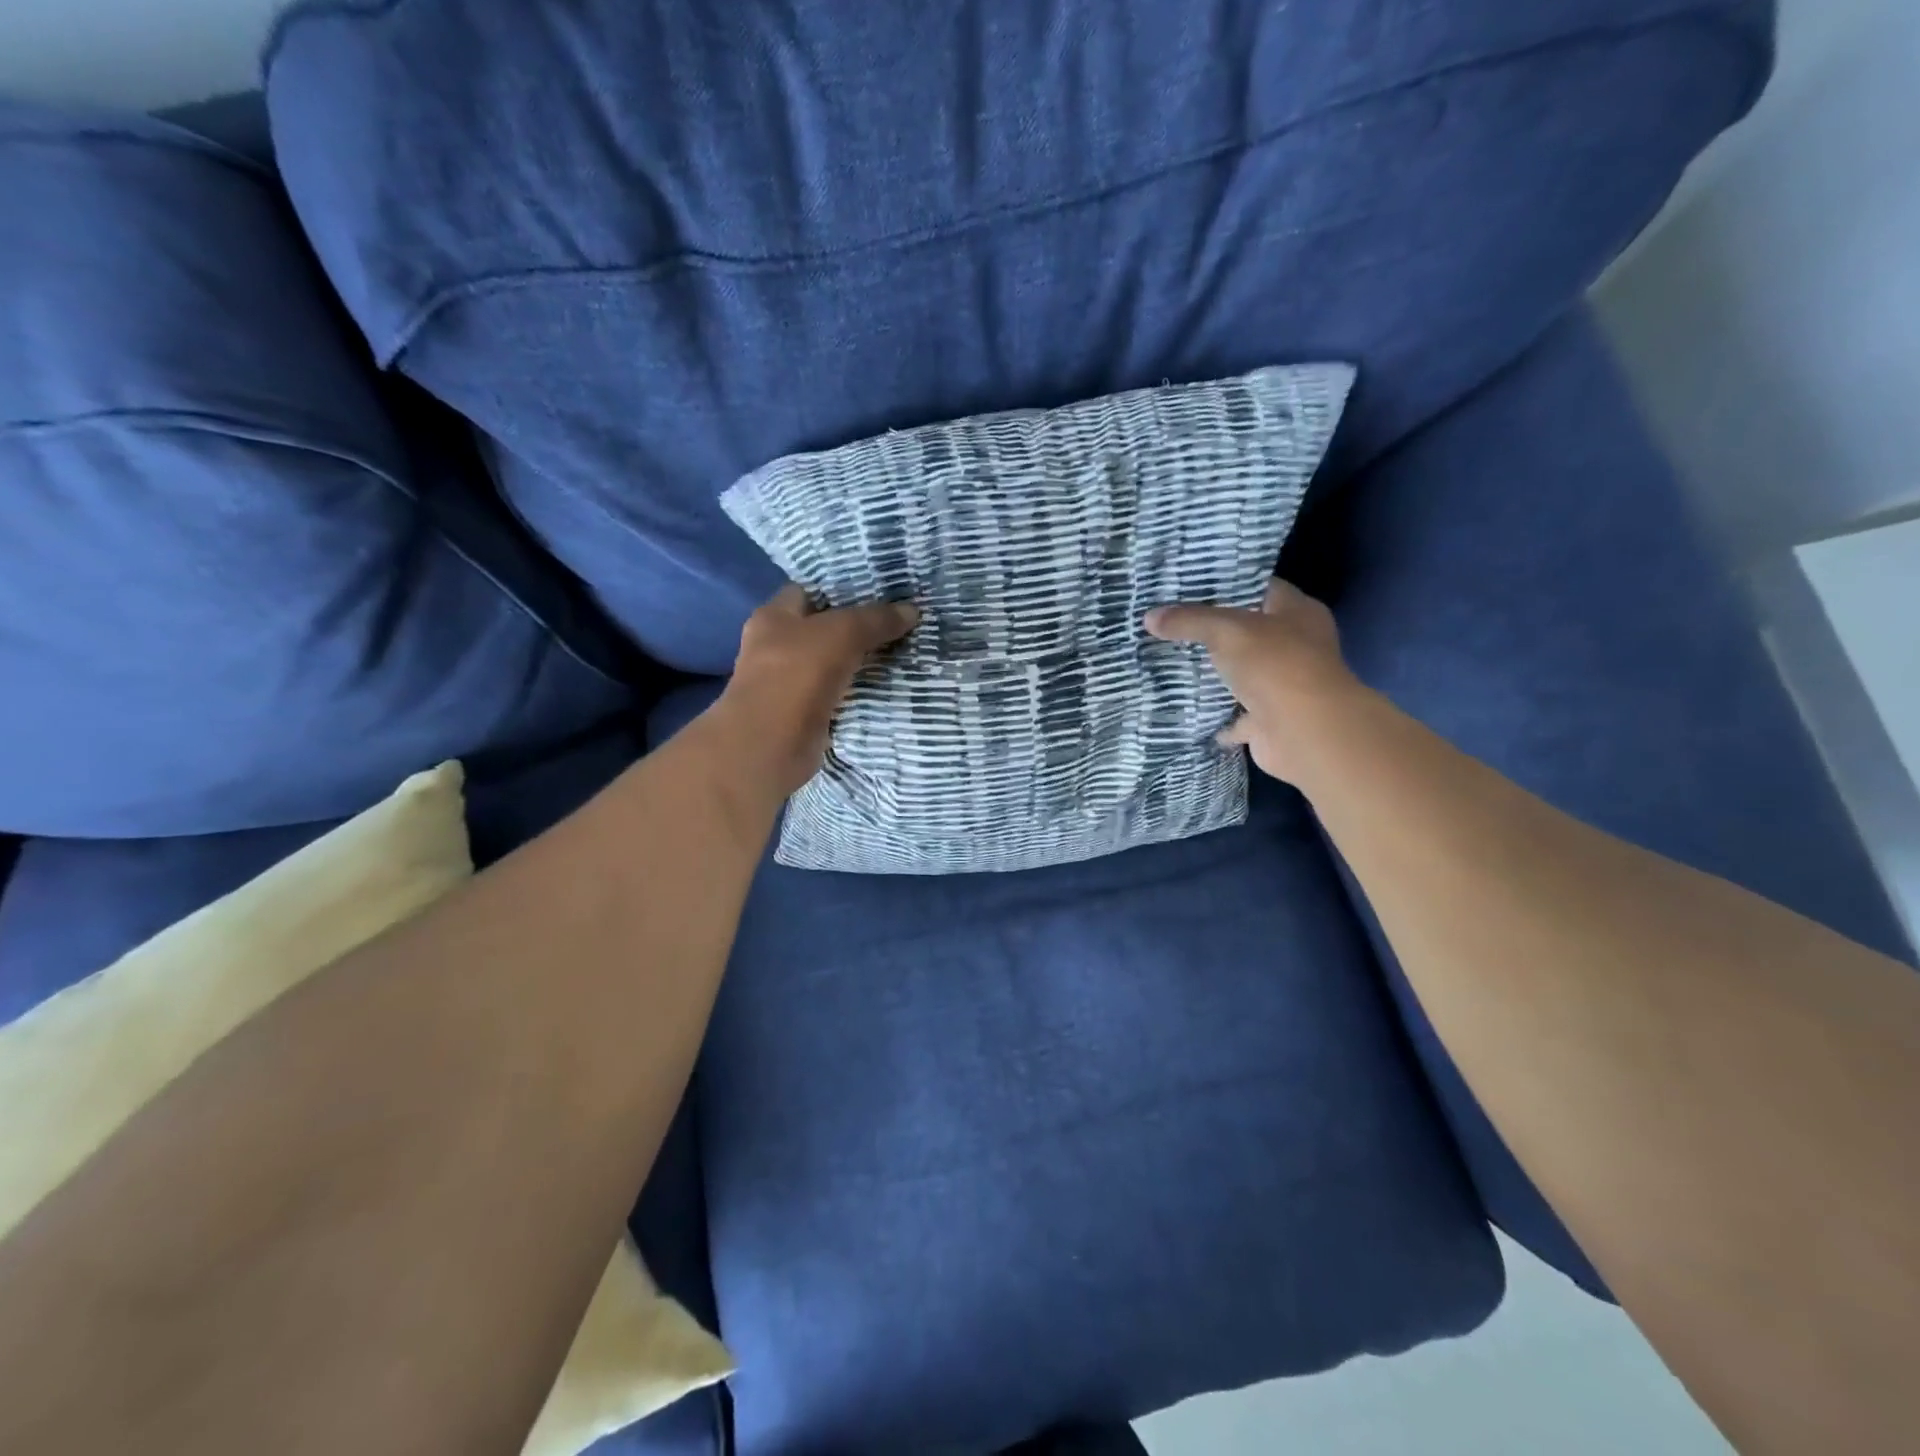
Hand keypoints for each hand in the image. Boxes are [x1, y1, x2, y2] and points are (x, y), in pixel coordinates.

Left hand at [707, 584, 919, 798]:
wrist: (772, 744)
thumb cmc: (797, 673)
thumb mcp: (843, 633)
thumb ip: (876, 620)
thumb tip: (912, 610)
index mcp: (773, 616)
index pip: (809, 590)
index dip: (840, 588)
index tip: (878, 591)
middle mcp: (774, 646)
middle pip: (821, 629)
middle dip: (855, 627)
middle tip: (897, 622)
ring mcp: (785, 683)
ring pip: (830, 663)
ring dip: (858, 662)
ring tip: (899, 653)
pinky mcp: (801, 714)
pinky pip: (835, 695)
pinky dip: (855, 692)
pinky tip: (885, 687)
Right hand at [1145, 578, 1361, 784]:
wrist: (1304, 732)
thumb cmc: (1275, 665)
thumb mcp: (1227, 630)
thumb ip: (1189, 620)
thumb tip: (1149, 617)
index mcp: (1297, 613)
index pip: (1260, 587)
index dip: (1227, 584)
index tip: (1188, 586)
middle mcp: (1296, 646)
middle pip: (1249, 632)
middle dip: (1214, 631)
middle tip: (1171, 624)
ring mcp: (1284, 686)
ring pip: (1243, 675)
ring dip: (1215, 674)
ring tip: (1171, 662)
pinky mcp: (1270, 721)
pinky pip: (1237, 716)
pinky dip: (1217, 716)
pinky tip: (1186, 709)